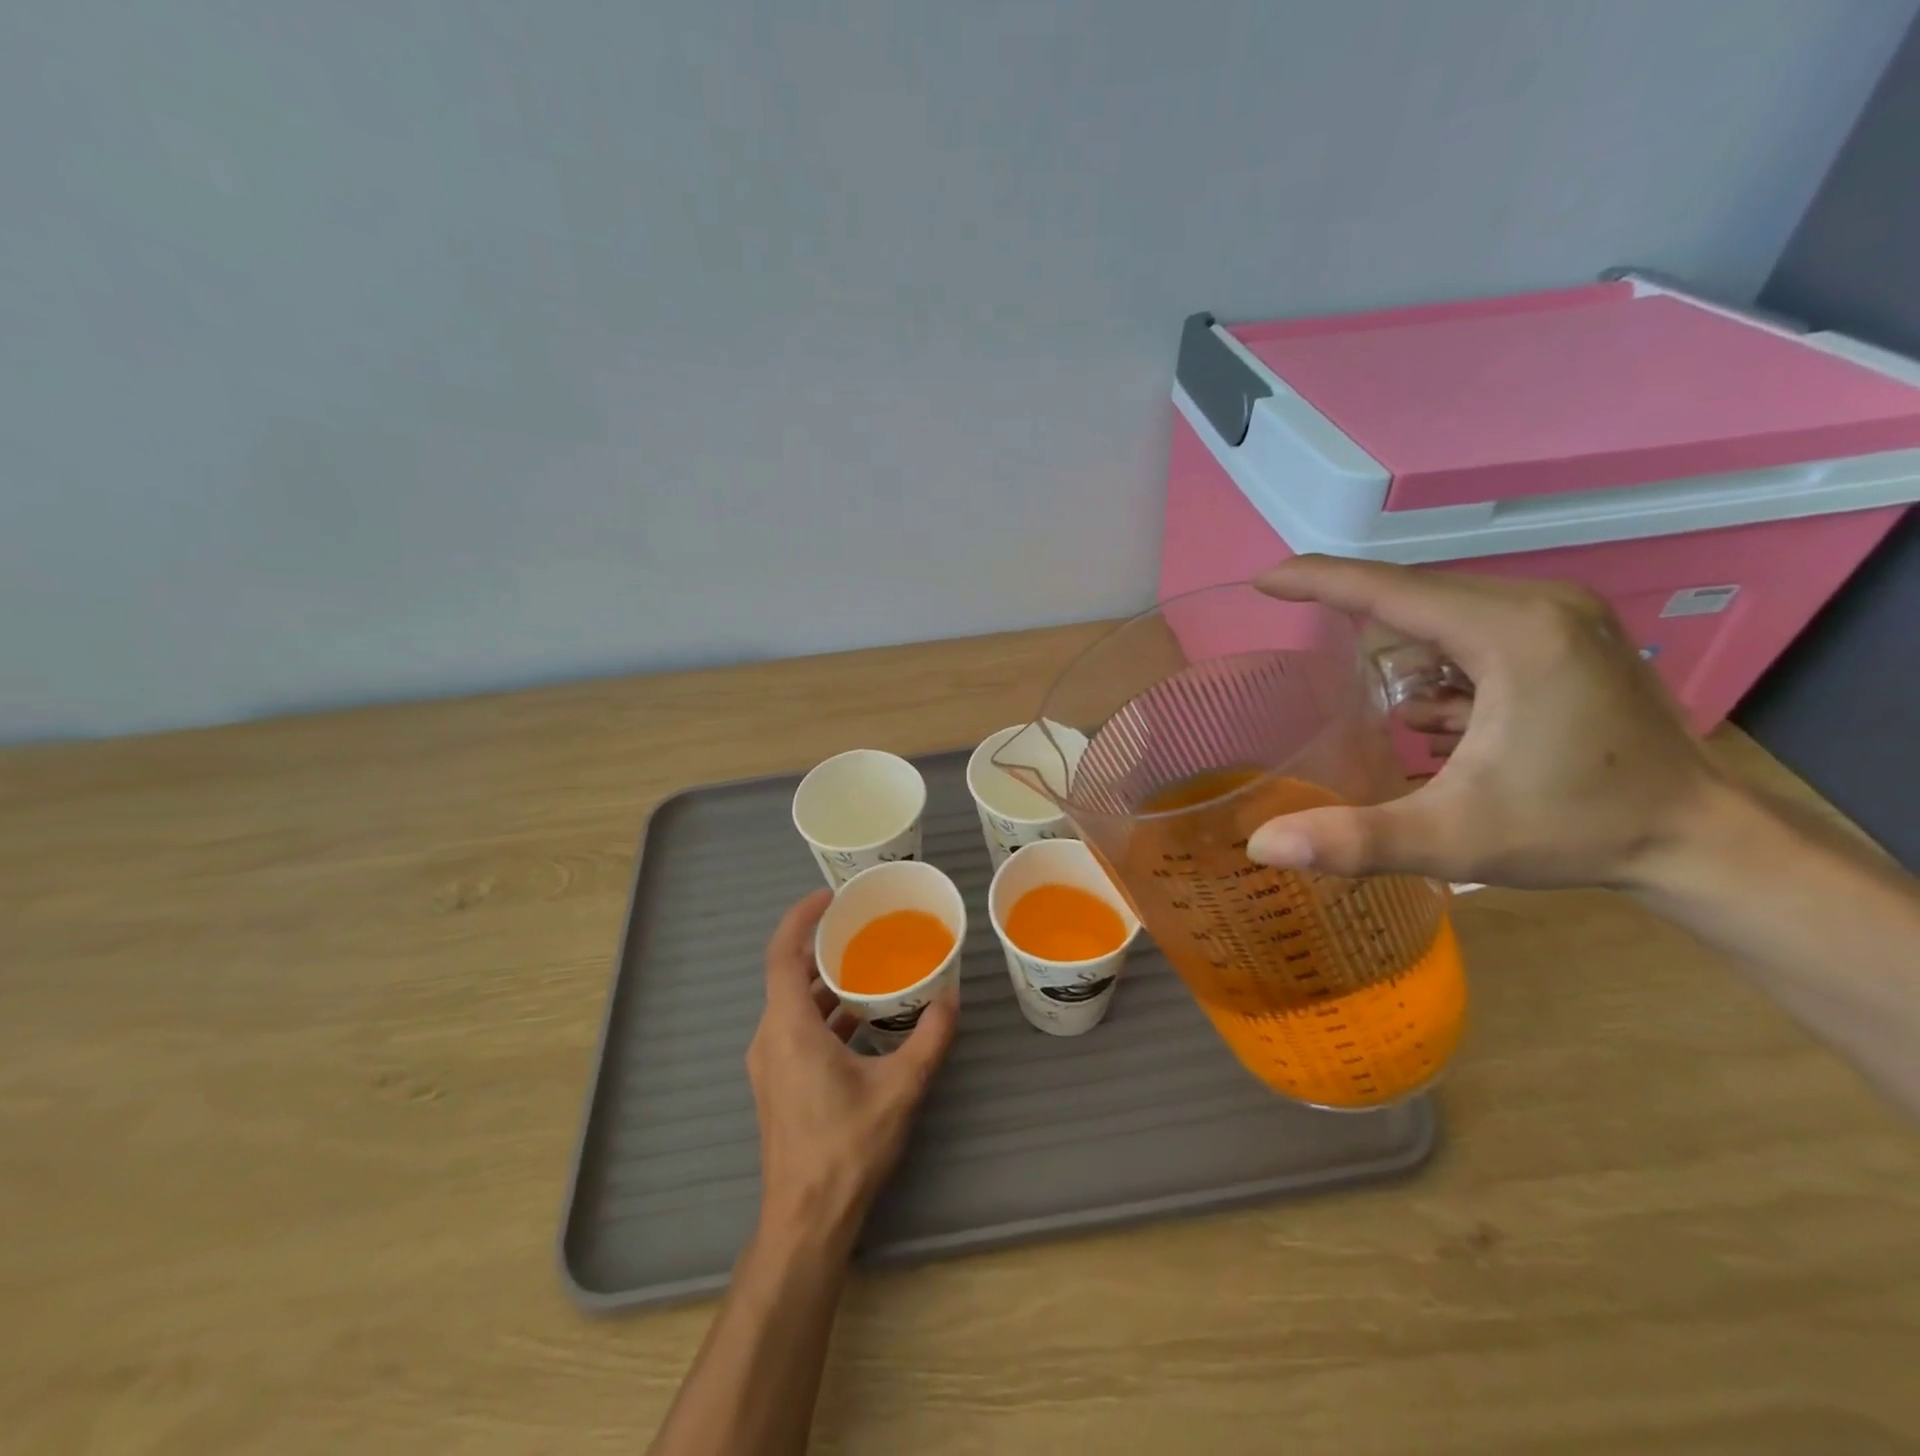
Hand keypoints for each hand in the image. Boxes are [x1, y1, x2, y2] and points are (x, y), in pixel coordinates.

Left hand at [746, 891, 959, 1253]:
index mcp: (789, 1027)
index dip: (800, 918)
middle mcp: (770, 1038)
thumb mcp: (899, 1088)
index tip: (829, 898)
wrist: (805, 1221)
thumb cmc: (847, 1148)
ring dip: (824, 983)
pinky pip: (795, 1029)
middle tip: (860, 928)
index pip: (782, 954)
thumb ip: (928, 1040)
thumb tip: (951, 1000)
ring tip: (867, 968)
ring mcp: (769, 1063)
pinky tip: (861, 1021)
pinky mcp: (777, 1083)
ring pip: (792, 1004)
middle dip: (821, 947)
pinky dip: (823, 1013)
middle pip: (787, 975)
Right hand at [1247, 555, 1721, 890]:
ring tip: (1404, 717)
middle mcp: (1540, 604)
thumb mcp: (1452, 840)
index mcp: (1512, 633)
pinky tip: (1446, 717)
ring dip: (1404, 653)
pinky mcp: (1570, 633)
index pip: (1391, 589)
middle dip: (1361, 628)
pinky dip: (1440, 663)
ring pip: (1444, 612)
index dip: (1318, 580)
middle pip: (1415, 596)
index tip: (1264, 581)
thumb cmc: (1576, 831)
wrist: (1700, 840)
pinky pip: (1475, 627)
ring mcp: (1562, 614)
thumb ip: (1354, 841)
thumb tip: (1262, 846)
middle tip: (1317, 669)